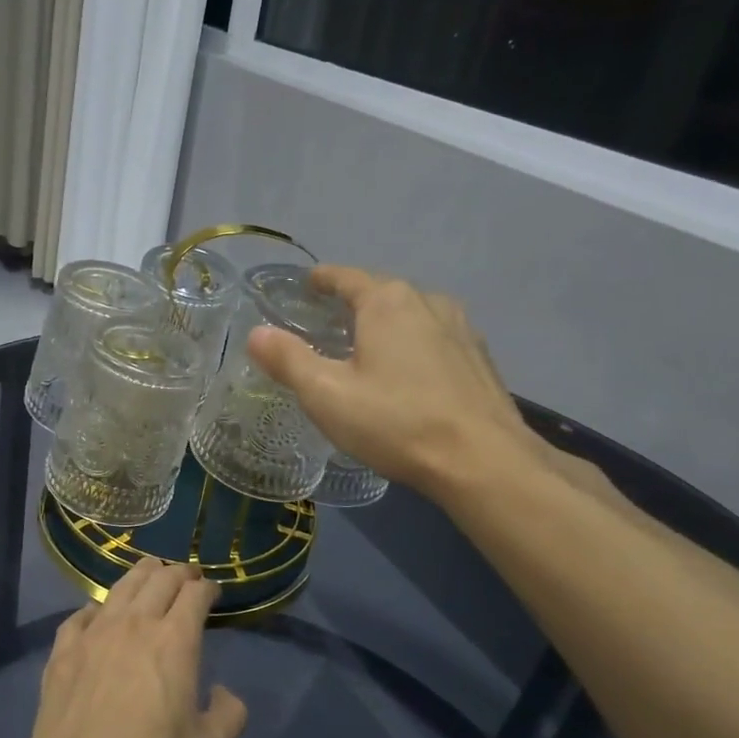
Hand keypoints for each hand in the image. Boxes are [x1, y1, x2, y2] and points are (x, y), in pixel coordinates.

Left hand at [26, 559, 246, 737]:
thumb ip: (229, 713)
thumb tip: (221, 692)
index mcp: (175, 639)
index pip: (195, 594)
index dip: (207, 587)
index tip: (212, 592)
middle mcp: (135, 623)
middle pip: (159, 579)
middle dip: (178, 573)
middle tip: (186, 577)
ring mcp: (94, 632)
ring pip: (120, 587)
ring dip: (140, 575)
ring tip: (148, 573)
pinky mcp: (63, 650)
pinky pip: (80, 615)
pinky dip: (96, 608)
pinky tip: (98, 613)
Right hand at [246, 265, 548, 503]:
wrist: (482, 461)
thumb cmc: (395, 421)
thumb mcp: (326, 394)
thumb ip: (288, 360)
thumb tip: (256, 333)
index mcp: (387, 302)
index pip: (346, 277)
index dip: (322, 279)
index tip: (307, 285)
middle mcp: (427, 302)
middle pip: (381, 293)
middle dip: (353, 303)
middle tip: (328, 323)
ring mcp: (461, 329)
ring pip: (412, 315)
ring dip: (387, 324)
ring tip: (367, 347)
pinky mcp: (479, 359)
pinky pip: (435, 339)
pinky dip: (413, 345)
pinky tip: (408, 374)